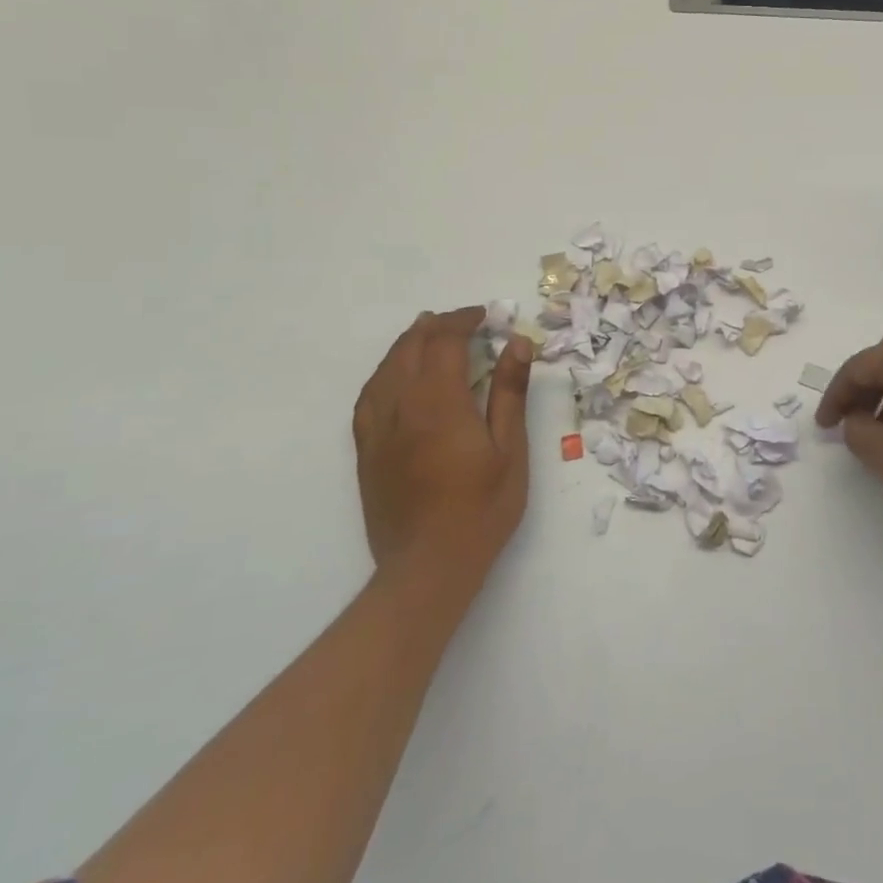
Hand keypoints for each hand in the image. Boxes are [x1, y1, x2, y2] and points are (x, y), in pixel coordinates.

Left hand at [352, 307, 532, 581]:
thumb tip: (516, 343)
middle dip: (435, 326)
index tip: (484, 315)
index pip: (445, 342)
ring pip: (386, 368)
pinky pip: (368, 396)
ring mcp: (378, 428)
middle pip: (411, 348)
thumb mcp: (510, 450)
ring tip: (426, 333)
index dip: (463, 320)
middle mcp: (401, 406)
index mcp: (439, 402)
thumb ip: (510, 393)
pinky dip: (384, 373)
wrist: (427, 567)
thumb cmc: (481, 509)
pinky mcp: (366, 450)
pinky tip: (393, 376)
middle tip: (461, 321)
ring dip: (407, 344)